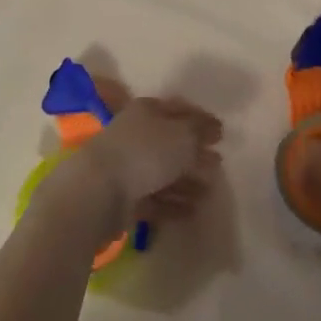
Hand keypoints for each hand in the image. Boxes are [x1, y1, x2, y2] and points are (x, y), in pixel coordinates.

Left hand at [49, 96, 223, 234]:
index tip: (221, 133)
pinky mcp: (123, 197)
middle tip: (217, 164)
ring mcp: (127, 166)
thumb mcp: (182, 135)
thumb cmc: (145, 153)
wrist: (99, 191)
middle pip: (170, 142)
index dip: (200, 119)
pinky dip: (172, 203)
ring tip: (209, 192)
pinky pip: (154, 198)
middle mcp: (135, 135)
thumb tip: (212, 129)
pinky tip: (192, 211)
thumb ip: (200, 131)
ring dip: (186, 181)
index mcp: (146, 112)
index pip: (178, 110)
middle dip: (195, 153)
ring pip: (162, 172)